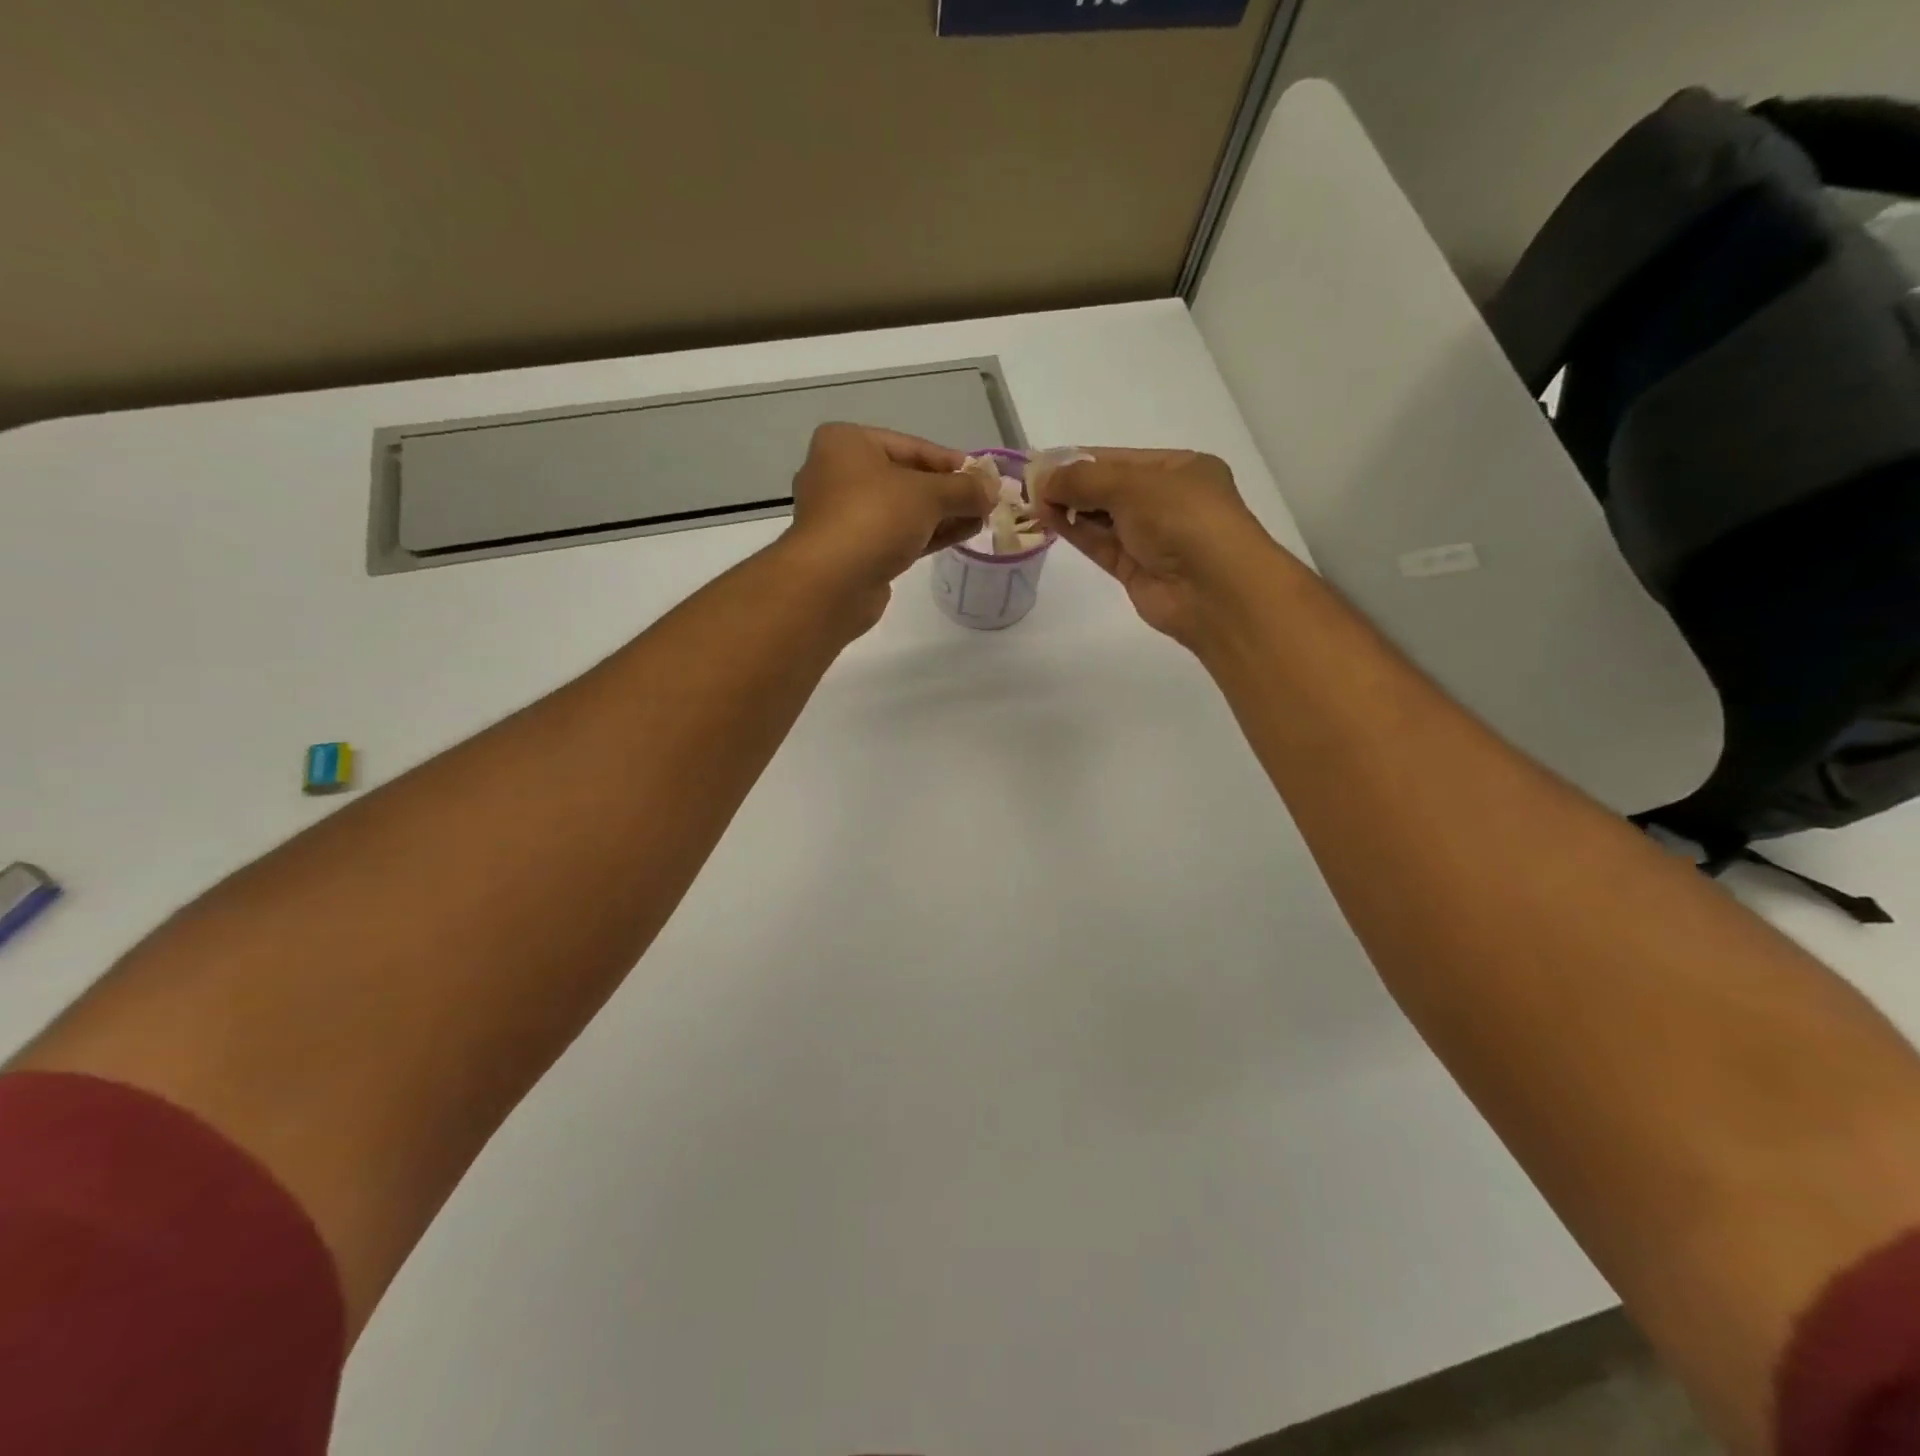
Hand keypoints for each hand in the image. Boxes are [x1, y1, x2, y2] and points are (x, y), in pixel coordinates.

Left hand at [778, 423, 996, 632]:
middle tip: (985, 500)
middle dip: (948, 491)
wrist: (831, 583)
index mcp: (846, 443)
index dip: (951, 461)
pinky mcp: (853, 551)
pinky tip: (961, 535)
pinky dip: (927, 534)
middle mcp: (839, 474)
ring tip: (982, 519)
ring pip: (902, 509)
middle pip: (906, 477)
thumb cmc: (874, 518)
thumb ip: (964, 488)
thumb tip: (993, 487)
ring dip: (942, 514)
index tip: (984, 476)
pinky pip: (897, 535)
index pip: (911, 446)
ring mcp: (844, 516)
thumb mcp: (927, 494)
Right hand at [1033, 448, 1287, 646]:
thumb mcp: (1132, 485)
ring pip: (1102, 517)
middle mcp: (1166, 500)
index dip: (1079, 458)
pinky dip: (1075, 531)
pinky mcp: (1135, 569)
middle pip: (1109, 487)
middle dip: (1071, 484)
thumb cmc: (1183, 519)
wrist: (1213, 590)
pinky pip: (1100, 544)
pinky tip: (1048, 519)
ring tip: (1032, 501)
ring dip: (1069, 507)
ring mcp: (1151, 537)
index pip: (1120, 457)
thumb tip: (1042, 479)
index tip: (1041, 461)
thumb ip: (1083, 480)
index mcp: (1179, 468)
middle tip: (1029, 484)